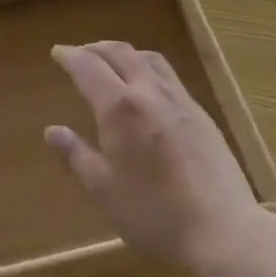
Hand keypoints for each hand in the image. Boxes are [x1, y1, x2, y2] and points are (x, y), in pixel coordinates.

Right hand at [44, 41, 261, 269]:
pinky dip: (148, 67)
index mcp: (120, 107)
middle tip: (80, 53)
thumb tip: (53, 131)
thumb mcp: (104, 190)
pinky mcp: (200, 113)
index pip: (89, 67)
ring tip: (113, 62)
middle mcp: (148, 92)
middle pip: (119, 53)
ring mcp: (179, 99)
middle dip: (95, 48)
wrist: (222, 228)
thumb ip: (76, 155)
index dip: (70, 56)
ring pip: (148, 58)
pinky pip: (169, 75)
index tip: (57, 52)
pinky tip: (149, 88)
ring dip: (124, 53)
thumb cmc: (155, 213)